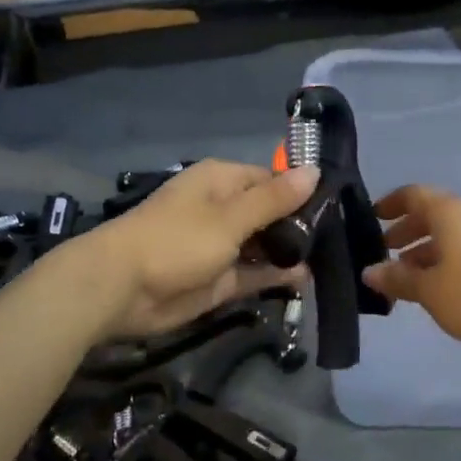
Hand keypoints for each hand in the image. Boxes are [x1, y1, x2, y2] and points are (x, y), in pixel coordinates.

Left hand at [78, 160, 318, 338]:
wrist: (121, 288)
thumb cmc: (176, 240)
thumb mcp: (230, 217)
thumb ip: (274, 199)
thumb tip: (315, 171)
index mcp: (223, 182)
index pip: (272, 180)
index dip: (302, 193)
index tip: (337, 208)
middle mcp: (224, 209)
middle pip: (271, 213)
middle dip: (300, 226)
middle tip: (339, 241)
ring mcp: (221, 246)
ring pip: (264, 245)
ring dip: (289, 253)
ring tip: (330, 261)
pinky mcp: (218, 279)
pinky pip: (253, 274)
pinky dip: (275, 276)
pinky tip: (305, 280)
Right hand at [362, 185, 460, 360]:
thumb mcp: (429, 289)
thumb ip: (397, 278)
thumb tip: (369, 271)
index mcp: (449, 212)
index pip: (412, 195)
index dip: (390, 204)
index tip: (372, 219)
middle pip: (431, 214)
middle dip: (405, 231)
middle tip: (384, 253)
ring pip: (450, 234)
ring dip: (425, 250)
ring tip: (407, 277)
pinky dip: (446, 260)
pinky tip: (439, 287)